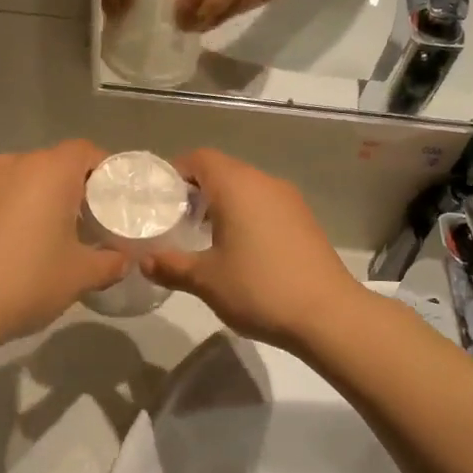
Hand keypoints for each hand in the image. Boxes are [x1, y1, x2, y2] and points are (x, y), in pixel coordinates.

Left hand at [0, 141, 126, 352]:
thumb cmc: (25, 280)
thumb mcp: (80, 276)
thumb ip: (110, 263)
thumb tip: (122, 259)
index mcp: (49, 171)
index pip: (86, 151)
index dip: (107, 170)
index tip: (118, 198)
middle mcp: (14, 165)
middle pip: (55, 164)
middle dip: (77, 187)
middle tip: (94, 220)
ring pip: (26, 181)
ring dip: (45, 201)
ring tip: (59, 236)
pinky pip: (1, 199)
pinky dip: (18, 213)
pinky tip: (21, 248)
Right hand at [140, 149, 364, 349]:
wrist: (328, 314)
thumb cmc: (260, 288)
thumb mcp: (207, 280)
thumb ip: (171, 266)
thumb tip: (144, 261)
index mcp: (237, 186)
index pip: (200, 158)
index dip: (175, 172)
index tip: (158, 199)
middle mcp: (264, 182)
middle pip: (223, 170)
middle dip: (196, 190)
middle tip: (175, 221)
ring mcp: (289, 200)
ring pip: (246, 188)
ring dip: (222, 204)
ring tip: (203, 237)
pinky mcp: (304, 220)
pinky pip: (265, 204)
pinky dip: (246, 215)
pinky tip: (239, 249)